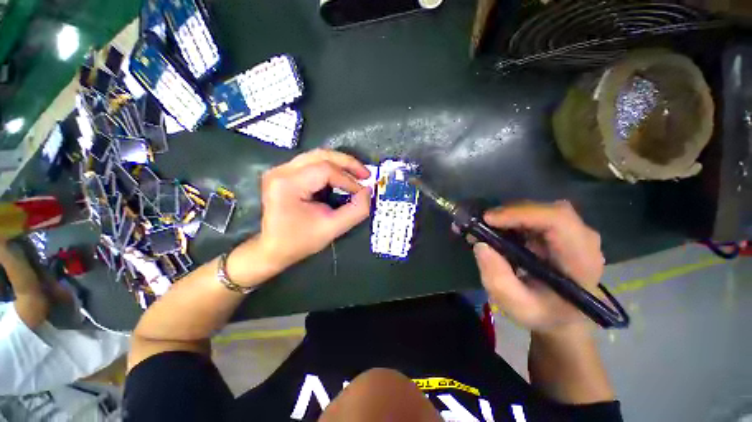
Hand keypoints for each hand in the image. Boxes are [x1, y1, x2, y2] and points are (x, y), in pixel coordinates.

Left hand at [231, 150, 371, 282]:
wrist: (273, 248)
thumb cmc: (300, 241)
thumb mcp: (332, 228)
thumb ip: (355, 210)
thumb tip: (368, 192)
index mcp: (288, 184)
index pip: (326, 170)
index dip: (348, 180)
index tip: (362, 192)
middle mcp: (281, 171)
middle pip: (321, 155)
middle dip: (347, 163)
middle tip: (366, 174)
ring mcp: (280, 170)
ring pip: (317, 156)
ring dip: (340, 163)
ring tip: (357, 174)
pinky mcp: (284, 173)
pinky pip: (312, 163)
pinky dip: (331, 167)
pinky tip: (342, 176)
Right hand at [471, 201, 603, 332]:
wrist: (562, 316)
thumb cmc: (543, 314)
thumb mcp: (517, 307)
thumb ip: (498, 280)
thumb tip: (481, 245)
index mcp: (581, 262)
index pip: (559, 221)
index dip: (522, 214)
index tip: (489, 220)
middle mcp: (584, 241)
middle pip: (550, 211)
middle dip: (512, 213)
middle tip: (483, 223)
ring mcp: (574, 234)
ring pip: (541, 210)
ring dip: (512, 215)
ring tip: (488, 228)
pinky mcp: (561, 232)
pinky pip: (537, 215)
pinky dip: (514, 218)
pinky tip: (500, 230)